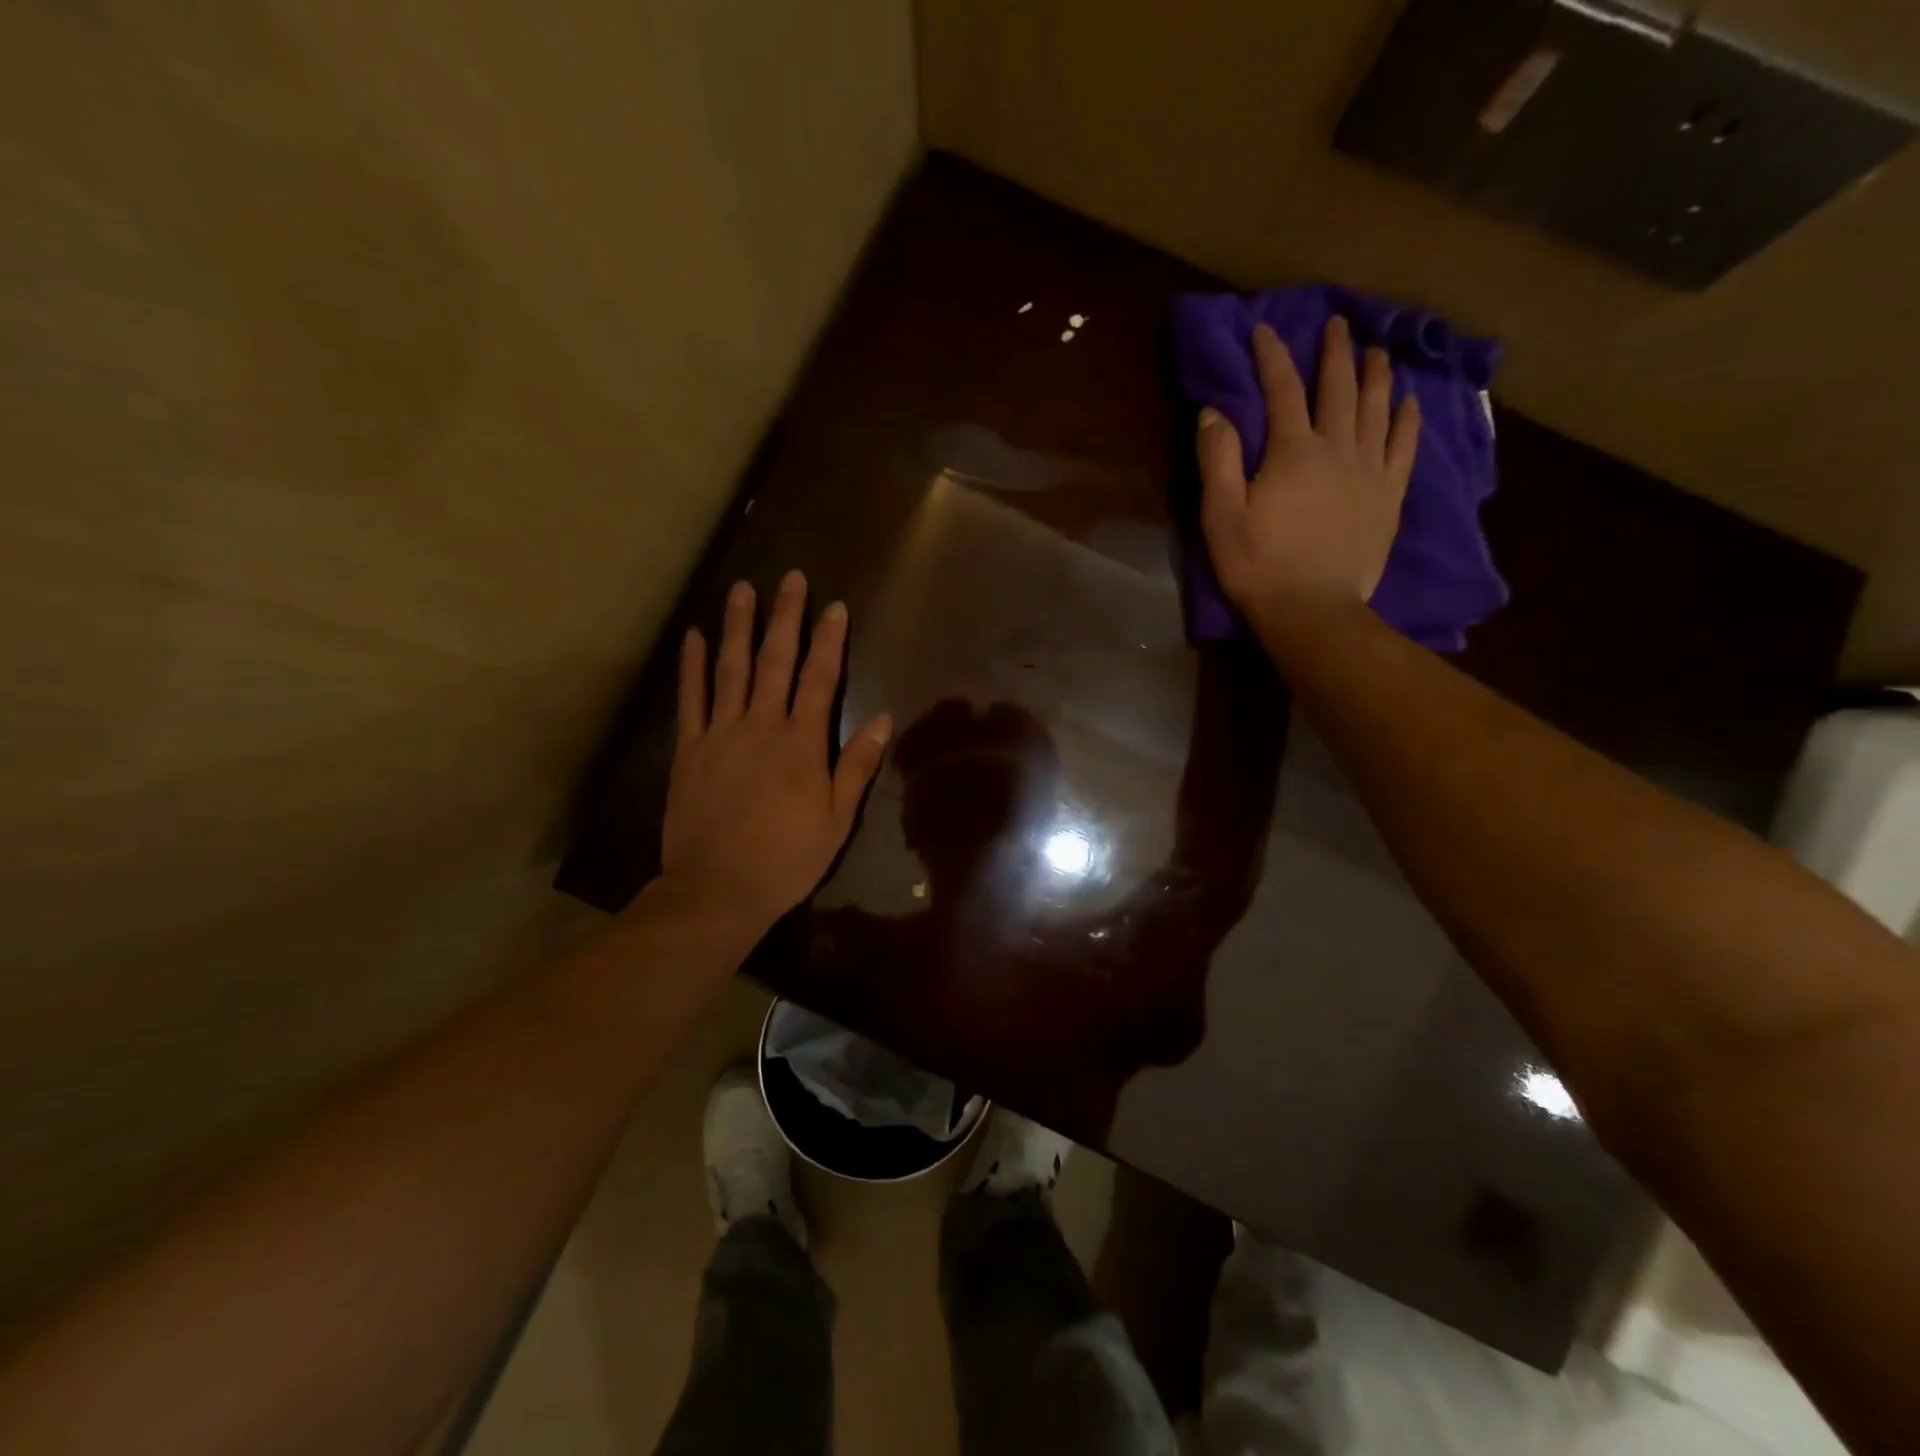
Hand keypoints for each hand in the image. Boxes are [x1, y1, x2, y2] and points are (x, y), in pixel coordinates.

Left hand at [662, 570, 891, 935]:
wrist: (718, 889)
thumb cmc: (787, 858)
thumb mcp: (836, 819)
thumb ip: (856, 766)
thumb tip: (883, 719)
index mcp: (801, 744)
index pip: (820, 679)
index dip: (829, 640)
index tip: (835, 607)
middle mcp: (761, 726)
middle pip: (775, 661)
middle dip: (786, 617)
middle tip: (790, 579)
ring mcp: (720, 734)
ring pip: (731, 669)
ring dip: (738, 626)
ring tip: (742, 589)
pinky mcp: (689, 749)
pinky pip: (690, 699)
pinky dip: (692, 666)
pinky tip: (694, 637)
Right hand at [1197, 317, 1420, 625]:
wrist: (1312, 609)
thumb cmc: (1258, 565)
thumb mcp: (1221, 515)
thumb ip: (1217, 459)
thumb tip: (1213, 412)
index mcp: (1292, 451)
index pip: (1282, 390)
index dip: (1272, 357)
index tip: (1264, 330)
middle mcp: (1337, 448)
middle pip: (1338, 388)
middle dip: (1334, 353)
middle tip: (1337, 324)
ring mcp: (1370, 471)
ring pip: (1377, 409)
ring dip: (1375, 375)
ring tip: (1376, 351)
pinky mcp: (1389, 497)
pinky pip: (1404, 448)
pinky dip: (1407, 421)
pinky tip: (1409, 403)